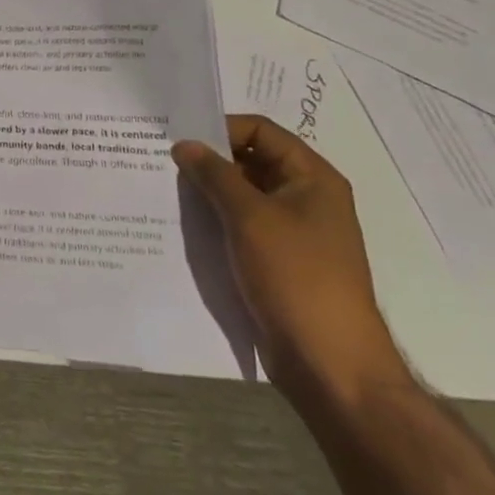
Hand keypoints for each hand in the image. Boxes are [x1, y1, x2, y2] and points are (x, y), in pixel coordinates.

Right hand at [173, 115, 407, 406]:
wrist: (330, 365)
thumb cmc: (296, 277)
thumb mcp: (250, 217)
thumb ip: (214, 175)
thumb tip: (184, 145)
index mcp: (313, 178)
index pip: (261, 130)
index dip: (221, 128)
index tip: (180, 139)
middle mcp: (306, 198)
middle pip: (251, 160)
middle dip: (209, 160)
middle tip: (164, 161)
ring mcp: (293, 232)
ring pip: (242, 195)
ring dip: (208, 192)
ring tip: (166, 190)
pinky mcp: (278, 261)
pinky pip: (241, 226)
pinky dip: (215, 220)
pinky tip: (183, 224)